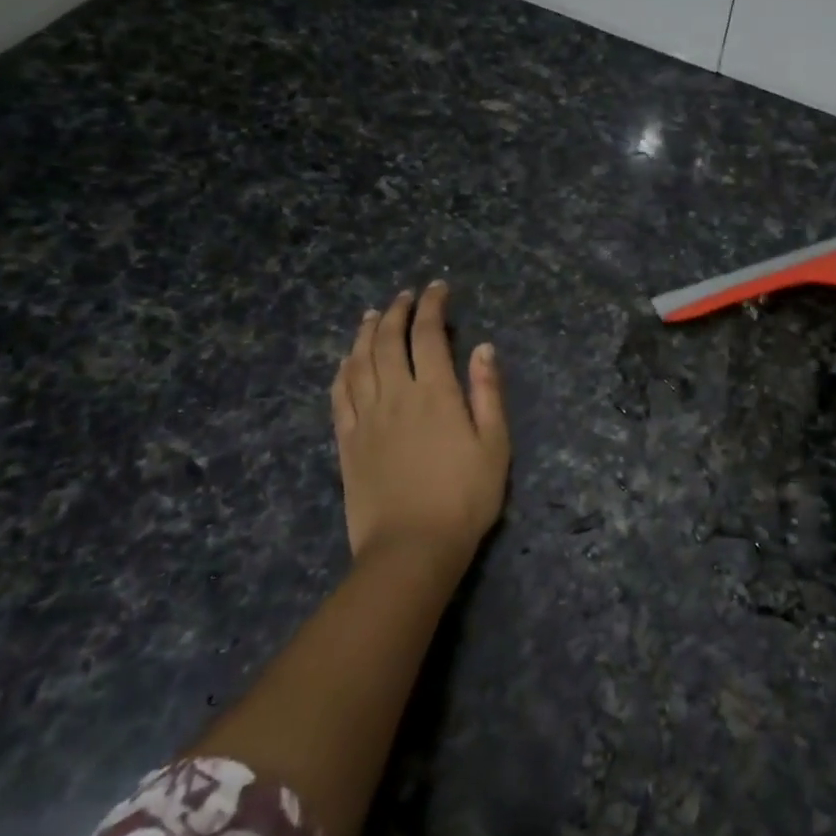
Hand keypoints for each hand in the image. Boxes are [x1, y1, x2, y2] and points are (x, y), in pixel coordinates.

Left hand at [331, 282, 510, 569]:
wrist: (411, 547)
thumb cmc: (464, 497)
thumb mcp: (495, 445)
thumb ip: (488, 393)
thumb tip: (483, 347)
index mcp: (435, 393)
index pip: (428, 335)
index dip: (432, 306)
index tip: (438, 288)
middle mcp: (395, 396)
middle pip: (387, 341)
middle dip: (396, 311)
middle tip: (405, 296)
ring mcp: (365, 418)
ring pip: (358, 362)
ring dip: (365, 332)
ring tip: (372, 315)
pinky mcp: (347, 442)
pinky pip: (339, 394)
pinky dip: (342, 369)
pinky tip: (346, 360)